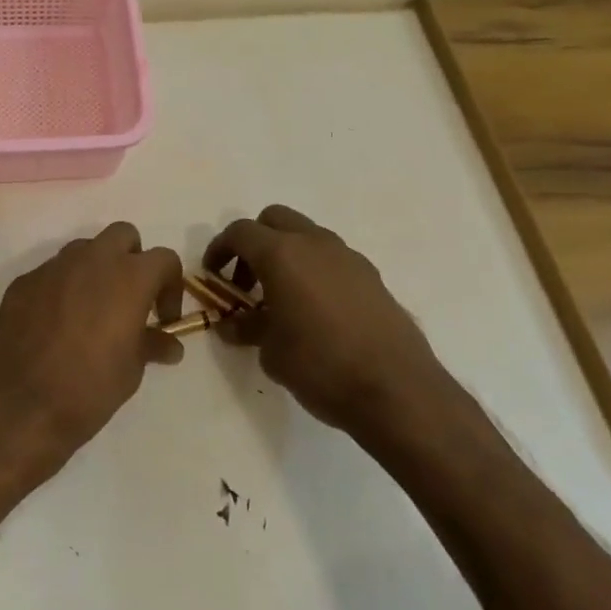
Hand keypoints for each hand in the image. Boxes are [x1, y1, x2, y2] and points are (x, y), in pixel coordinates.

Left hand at [0, 223, 183, 471]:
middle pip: (123, 235)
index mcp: (128, 277)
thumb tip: (169, 344)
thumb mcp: (131, 371)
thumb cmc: (88, 388)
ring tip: (91, 312)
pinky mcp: (23, 282)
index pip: (164, 258)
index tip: (163, 319)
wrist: (17, 405)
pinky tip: (55, 325)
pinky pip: (52, 274)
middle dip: (132, 259)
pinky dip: (62, 289)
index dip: (170, 286)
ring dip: (95, 270)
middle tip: (129, 299)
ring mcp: (53, 267)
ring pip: (84, 250)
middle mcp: (92, 260)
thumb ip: (151, 345)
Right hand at [203, 205, 445, 438]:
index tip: (213, 276)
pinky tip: (316, 312)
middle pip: (274, 220)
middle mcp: (315, 243)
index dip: (220, 250)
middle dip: (254, 243)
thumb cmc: (321, 366)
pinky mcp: (372, 277)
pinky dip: (314, 271)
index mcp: (282, 254)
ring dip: (286, 255)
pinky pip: (332, 259)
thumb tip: (233, 324)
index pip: (240, 232)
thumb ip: (248, 328)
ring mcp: (348, 257)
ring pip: (307, 236)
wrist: (397, 390)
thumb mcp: (271, 351)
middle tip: (246, 283)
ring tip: (281, 300)